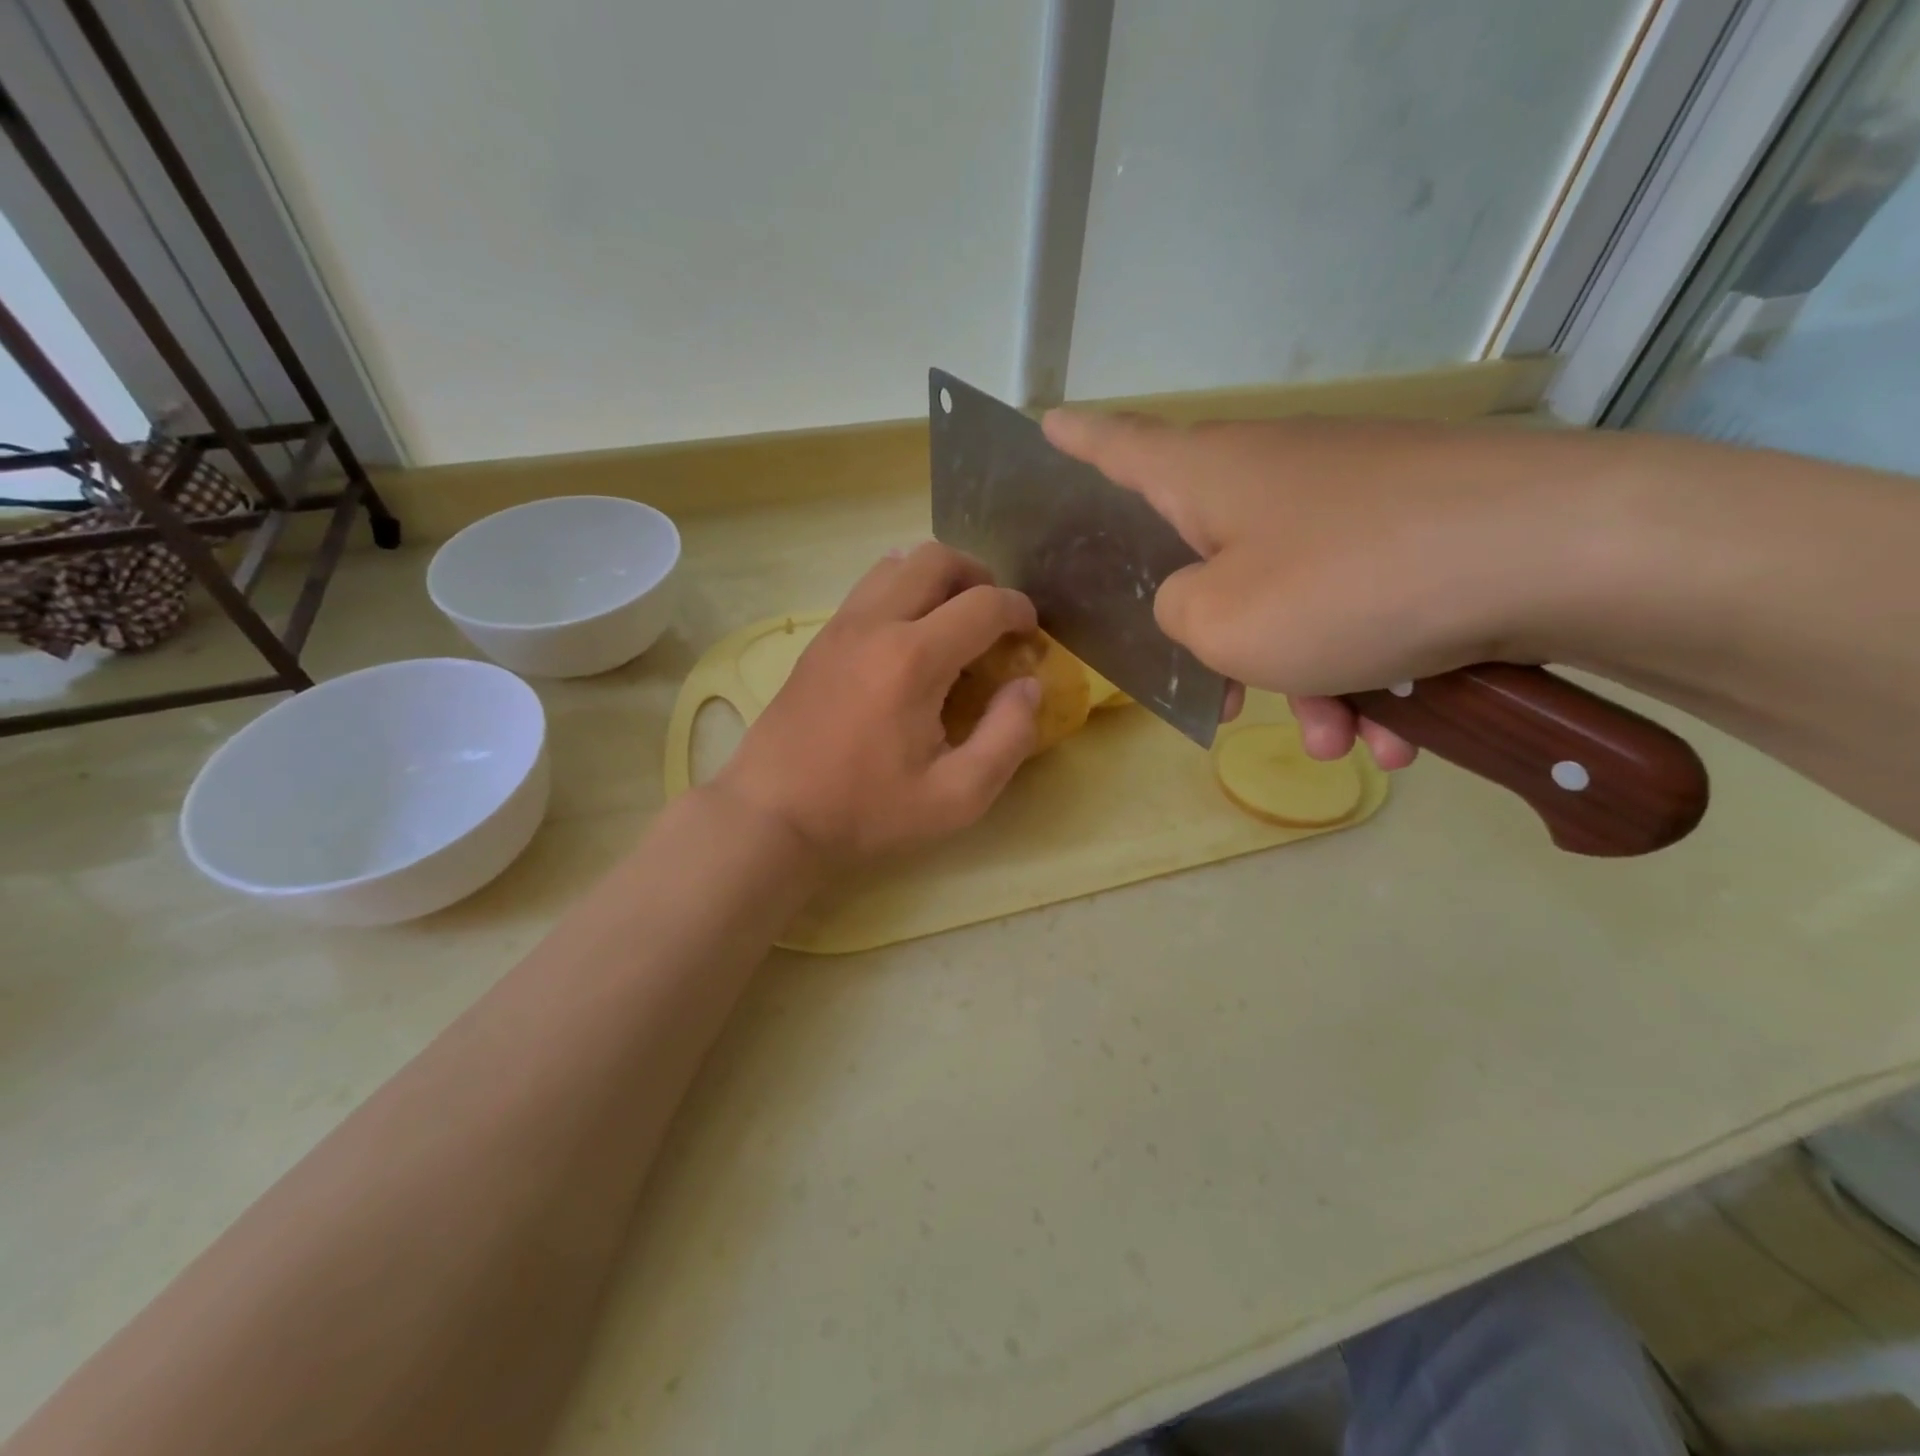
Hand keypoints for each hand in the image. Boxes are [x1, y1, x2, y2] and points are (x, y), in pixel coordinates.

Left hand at [713, 542, 1038, 861]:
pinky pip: (868, 588)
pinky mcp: (819, 639)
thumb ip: (1007, 737)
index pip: (983, 604)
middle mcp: (876, 624)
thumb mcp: (956, 796)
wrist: (773, 814)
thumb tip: (1028, 686)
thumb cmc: (867, 810)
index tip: (1030, 634)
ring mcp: (841, 626)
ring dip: (936, 578)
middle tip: (993, 617)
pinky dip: (901, 591)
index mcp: (914, 660)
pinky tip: (909, 637)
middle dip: (978, 576)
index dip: (1018, 611)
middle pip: (935, 558)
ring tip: (952, 620)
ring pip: (896, 563)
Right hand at [1041, 410, 1577, 768]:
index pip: (1117, 445)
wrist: (1565, 552)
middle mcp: (1273, 476)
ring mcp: (1351, 503)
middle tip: (1219, 701)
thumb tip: (1192, 606)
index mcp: (1208, 477)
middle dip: (1214, 641)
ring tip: (1338, 739)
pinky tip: (1398, 733)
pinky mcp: (1418, 534)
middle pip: (1208, 559)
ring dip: (1305, 681)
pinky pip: (1360, 612)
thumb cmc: (1350, 583)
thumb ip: (1173, 616)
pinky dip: (1369, 673)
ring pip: (1291, 605)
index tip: (1045, 423)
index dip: (1075, 439)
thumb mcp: (1221, 621)